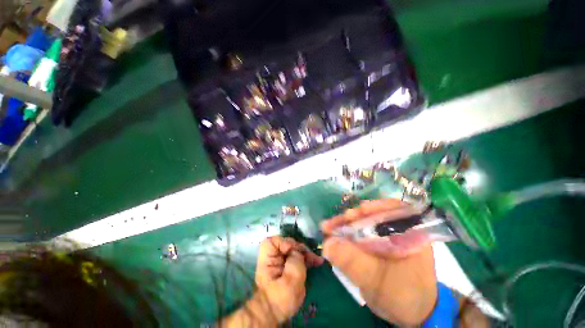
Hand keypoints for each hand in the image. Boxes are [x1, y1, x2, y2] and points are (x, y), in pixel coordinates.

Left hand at [255, 236, 323, 323]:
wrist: (276, 314)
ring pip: (294, 250)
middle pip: (287, 244)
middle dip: (300, 249)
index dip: (285, 243)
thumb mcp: (290, 279)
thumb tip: (298, 253)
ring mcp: (280, 261)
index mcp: (268, 258)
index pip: (273, 241)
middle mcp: (273, 256)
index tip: (295, 252)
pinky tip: (316, 262)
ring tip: (317, 260)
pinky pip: (297, 257)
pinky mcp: (287, 266)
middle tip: (312, 257)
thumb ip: (296, 260)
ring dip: (306, 254)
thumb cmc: (281, 298)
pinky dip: (306, 259)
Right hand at [321, 199, 437, 325]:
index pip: (392, 209)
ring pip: (364, 221)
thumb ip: (353, 262)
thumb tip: (327, 243)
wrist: (410, 315)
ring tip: (328, 228)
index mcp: (412, 234)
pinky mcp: (378, 241)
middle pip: (373, 213)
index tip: (351, 215)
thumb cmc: (403, 298)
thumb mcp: (377, 282)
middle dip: (351, 217)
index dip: (370, 208)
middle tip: (332, 224)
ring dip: (346, 224)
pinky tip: (335, 234)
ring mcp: (388, 234)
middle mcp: (400, 229)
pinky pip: (360, 231)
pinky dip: (347, 232)